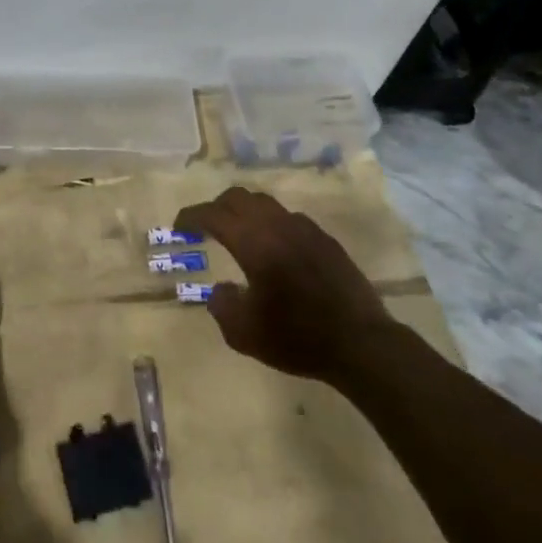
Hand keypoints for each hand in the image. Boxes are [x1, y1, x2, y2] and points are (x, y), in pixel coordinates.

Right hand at [175, 187, 397, 382]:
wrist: (362, 345)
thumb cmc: (298, 338)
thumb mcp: (244, 333)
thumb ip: (222, 305)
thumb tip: (222, 289)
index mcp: (253, 243)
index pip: (213, 214)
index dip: (191, 216)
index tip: (178, 227)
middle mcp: (277, 226)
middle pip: (238, 197)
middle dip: (216, 207)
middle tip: (205, 227)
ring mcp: (305, 229)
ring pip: (266, 203)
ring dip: (244, 212)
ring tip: (238, 235)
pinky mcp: (326, 240)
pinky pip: (289, 219)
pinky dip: (271, 224)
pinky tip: (274, 250)